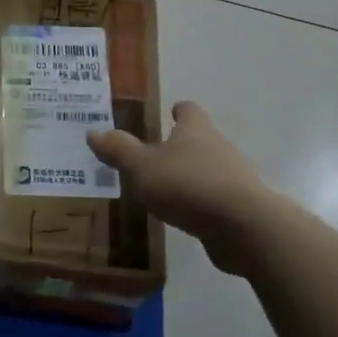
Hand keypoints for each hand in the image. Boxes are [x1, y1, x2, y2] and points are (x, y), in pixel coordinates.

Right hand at [88, 102, 269, 275]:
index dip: (178, 110)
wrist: (243, 226)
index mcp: (195, 130)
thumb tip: (93, 132)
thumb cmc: (187, 184)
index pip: (189, 110)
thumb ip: (118, 150)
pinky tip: (183, 215)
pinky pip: (214, 199)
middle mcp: (218, 147)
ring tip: (163, 189)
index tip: (169, 112)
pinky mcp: (239, 208)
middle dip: (179, 146)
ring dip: (189, 176)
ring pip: (207, 170)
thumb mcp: (141, 166)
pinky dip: (199, 203)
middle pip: (199, 139)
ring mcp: (233, 178)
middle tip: (152, 156)